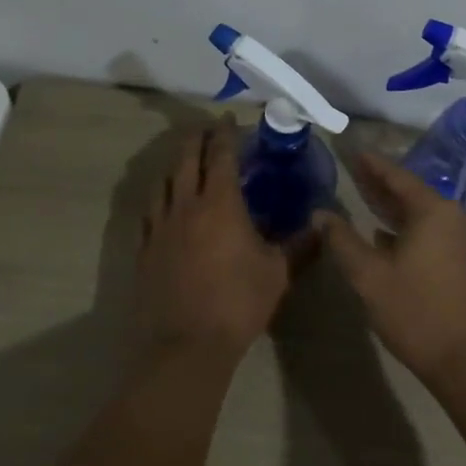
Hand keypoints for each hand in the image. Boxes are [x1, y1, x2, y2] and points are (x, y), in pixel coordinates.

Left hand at [132, 118, 287, 369]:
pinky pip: (149, 213)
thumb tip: (321, 225)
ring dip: (175, 165)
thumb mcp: (278, 272)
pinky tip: (164, 204)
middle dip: (197, 140)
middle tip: (206, 129)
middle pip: (186, 160)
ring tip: (184, 161)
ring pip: (163, 183)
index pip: (221, 156)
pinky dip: (158, 198)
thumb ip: (300, 244)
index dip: (225, 134)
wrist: (186, 346)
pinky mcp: (144, 251)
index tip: (228, 119)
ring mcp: (160, 228)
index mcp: (220, 204)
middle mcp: (186, 206)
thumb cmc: (238, 302)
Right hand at [312, 150, 465, 388]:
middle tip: (350, 167)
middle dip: (379, 182)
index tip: (351, 150)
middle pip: (408, 191)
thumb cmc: (416, 311)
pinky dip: (401, 226)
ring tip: (360, 194)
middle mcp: (449, 216)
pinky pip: (425, 229)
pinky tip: (380, 232)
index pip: (397, 176)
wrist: (465, 358)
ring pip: (417, 212)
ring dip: (389, 205)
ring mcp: (457, 238)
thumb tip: (320, 213)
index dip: (372, 164)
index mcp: (432, 210)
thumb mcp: (369, 276)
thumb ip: (342, 241)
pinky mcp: (457, 258)